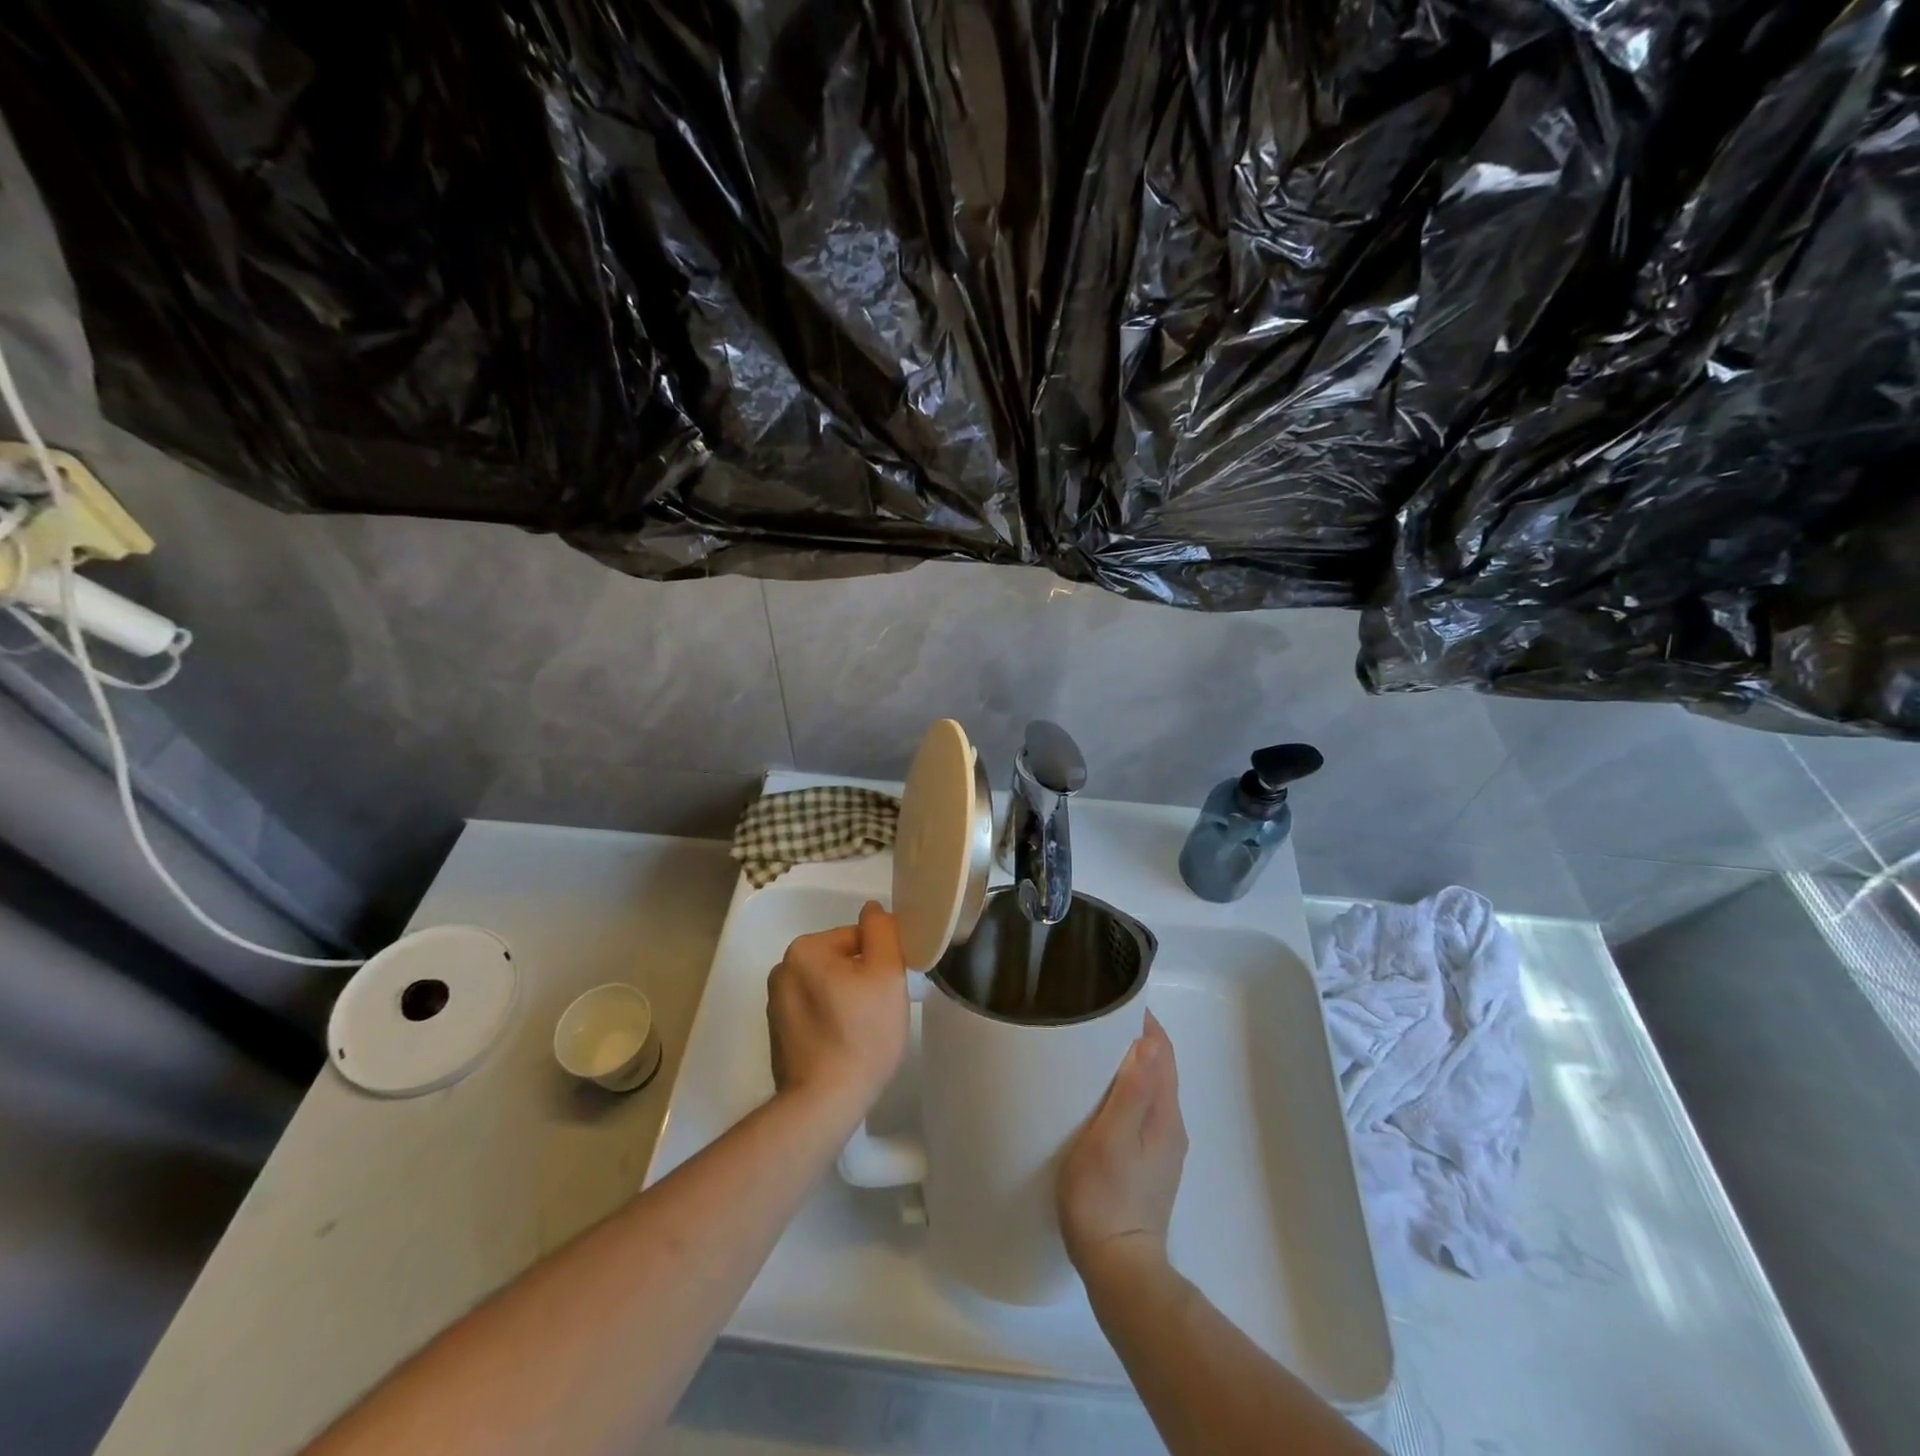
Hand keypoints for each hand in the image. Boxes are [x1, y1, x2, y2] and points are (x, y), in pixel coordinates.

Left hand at [767, 901, 909, 1122]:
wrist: (825, 1102)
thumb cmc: (862, 1032)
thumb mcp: (886, 972)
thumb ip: (882, 930)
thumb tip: (872, 909)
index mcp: (804, 950)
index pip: (856, 938)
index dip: (880, 960)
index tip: (889, 989)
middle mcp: (782, 971)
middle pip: (840, 961)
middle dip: (862, 979)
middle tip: (880, 1011)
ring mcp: (775, 1005)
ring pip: (827, 988)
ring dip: (847, 1000)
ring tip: (864, 1032)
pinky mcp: (777, 1035)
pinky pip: (814, 1013)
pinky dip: (830, 1021)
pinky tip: (845, 1045)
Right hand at [1058, 1011, 1186, 1274]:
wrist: (1119, 1269)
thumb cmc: (1107, 1197)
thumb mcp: (1112, 1139)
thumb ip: (1133, 1092)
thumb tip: (1148, 1042)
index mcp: (1165, 1116)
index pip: (1164, 1053)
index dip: (1145, 1023)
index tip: (1115, 1000)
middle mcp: (1170, 1128)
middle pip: (1159, 1068)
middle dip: (1134, 1039)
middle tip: (1095, 1019)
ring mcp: (1160, 1150)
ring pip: (1149, 1091)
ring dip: (1128, 1065)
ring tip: (1090, 1050)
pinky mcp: (1146, 1166)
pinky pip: (1140, 1112)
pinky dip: (1124, 1091)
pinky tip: (1097, 1097)